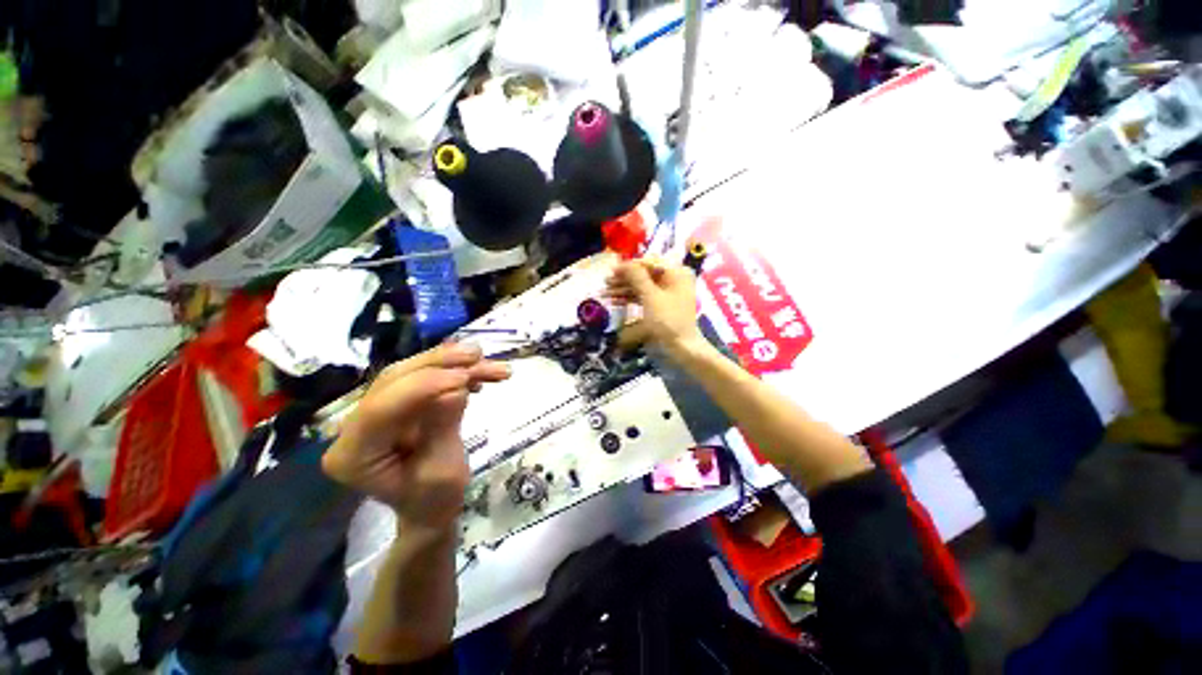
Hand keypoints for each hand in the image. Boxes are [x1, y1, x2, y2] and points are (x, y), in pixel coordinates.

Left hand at [322, 343, 509, 533]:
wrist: (430, 505)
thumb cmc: (434, 500)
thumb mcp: (442, 471)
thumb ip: (443, 428)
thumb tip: (456, 388)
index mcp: (353, 455)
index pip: (381, 409)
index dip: (423, 387)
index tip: (465, 377)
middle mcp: (354, 426)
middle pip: (393, 380)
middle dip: (439, 363)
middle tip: (477, 354)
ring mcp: (373, 410)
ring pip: (410, 371)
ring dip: (451, 362)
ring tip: (483, 359)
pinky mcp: (395, 402)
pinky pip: (423, 376)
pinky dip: (453, 370)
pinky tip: (477, 372)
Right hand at [605, 257, 705, 356]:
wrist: (681, 347)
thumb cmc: (668, 320)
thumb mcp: (651, 297)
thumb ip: (636, 277)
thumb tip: (624, 263)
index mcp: (676, 272)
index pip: (649, 263)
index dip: (629, 266)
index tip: (612, 270)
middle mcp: (672, 279)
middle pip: (644, 274)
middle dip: (624, 279)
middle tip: (605, 282)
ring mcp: (667, 293)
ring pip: (642, 286)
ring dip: (623, 289)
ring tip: (605, 294)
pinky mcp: (661, 305)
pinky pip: (644, 297)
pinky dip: (630, 298)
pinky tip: (614, 301)